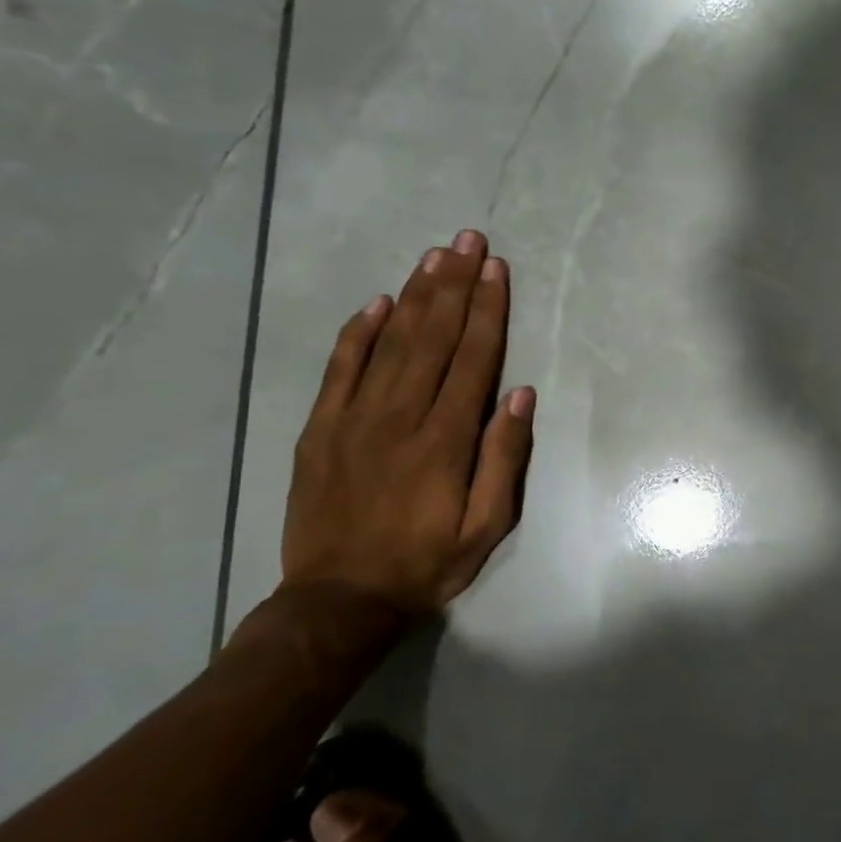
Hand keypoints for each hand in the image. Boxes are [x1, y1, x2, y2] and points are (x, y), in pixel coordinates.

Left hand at [281, 230, 535, 615]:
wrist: (338, 600)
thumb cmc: (426, 562)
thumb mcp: (487, 526)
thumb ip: (505, 458)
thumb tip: (520, 394)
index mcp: (445, 438)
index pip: (473, 357)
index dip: (488, 309)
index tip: (497, 269)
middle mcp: (400, 415)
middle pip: (433, 336)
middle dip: (455, 284)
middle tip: (468, 241)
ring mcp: (353, 418)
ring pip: (390, 341)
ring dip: (415, 295)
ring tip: (435, 257)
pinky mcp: (320, 428)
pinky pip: (340, 367)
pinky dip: (358, 331)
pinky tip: (377, 303)